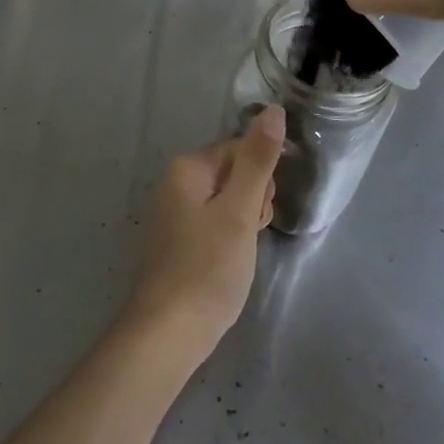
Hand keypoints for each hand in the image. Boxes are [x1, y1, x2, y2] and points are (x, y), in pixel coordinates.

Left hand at [123, 108, 283, 364]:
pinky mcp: (178, 241)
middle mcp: (175, 183)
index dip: (261, 177)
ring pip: (226, 201)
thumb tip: (274, 110)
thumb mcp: (240, 211)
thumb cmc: (208, 267)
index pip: (239, 149)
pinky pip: (213, 223)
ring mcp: (174, 214)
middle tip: (251, 234)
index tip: (263, 210)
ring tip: (241, 253)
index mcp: (187, 168)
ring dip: (244, 221)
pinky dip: (229, 237)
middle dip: (253, 199)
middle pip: (232, 173)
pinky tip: (231, 262)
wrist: (169, 333)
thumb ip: (257, 160)